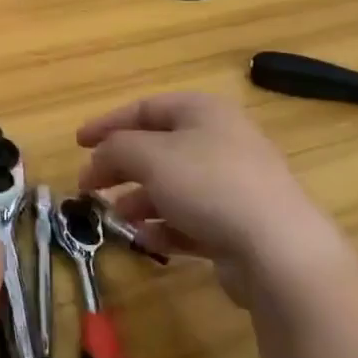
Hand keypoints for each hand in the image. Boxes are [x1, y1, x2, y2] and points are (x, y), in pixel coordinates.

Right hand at [76, 93, 344, 303]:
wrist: (279, 249)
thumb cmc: (208, 184)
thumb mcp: (149, 156)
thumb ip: (115, 148)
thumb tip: (99, 156)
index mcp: (202, 112)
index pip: (145, 108)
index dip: (107, 123)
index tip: (78, 143)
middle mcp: (220, 141)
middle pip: (157, 148)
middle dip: (120, 167)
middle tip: (89, 185)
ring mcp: (233, 184)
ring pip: (173, 187)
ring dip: (139, 200)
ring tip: (114, 218)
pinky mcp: (239, 225)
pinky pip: (192, 220)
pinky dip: (165, 227)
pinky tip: (146, 242)